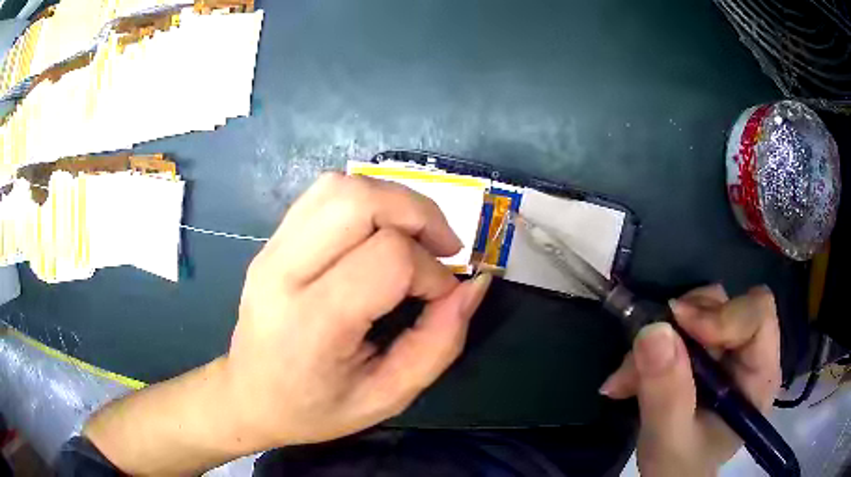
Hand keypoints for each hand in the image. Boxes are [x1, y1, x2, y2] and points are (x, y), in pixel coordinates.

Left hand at [224, 173, 490, 448]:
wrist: (249, 397)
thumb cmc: (317, 408)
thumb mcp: (389, 396)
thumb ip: (440, 342)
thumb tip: (475, 285)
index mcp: (313, 323)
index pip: (388, 258)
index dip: (432, 272)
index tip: (442, 298)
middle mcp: (284, 272)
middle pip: (358, 200)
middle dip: (418, 213)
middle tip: (442, 248)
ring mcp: (271, 250)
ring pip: (339, 186)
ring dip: (392, 200)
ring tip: (413, 237)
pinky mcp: (271, 241)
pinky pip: (323, 195)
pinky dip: (365, 201)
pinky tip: (377, 233)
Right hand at [599, 285, 781, 475]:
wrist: (668, 476)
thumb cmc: (679, 468)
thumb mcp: (670, 440)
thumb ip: (667, 394)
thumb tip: (653, 330)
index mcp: (759, 374)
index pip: (758, 315)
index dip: (722, 314)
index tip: (678, 325)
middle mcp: (748, 353)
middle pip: (726, 304)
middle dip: (683, 323)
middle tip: (646, 351)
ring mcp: (726, 350)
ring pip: (699, 310)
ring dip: (660, 336)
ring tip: (628, 377)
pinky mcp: (704, 352)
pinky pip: (678, 328)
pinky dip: (649, 348)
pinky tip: (627, 379)